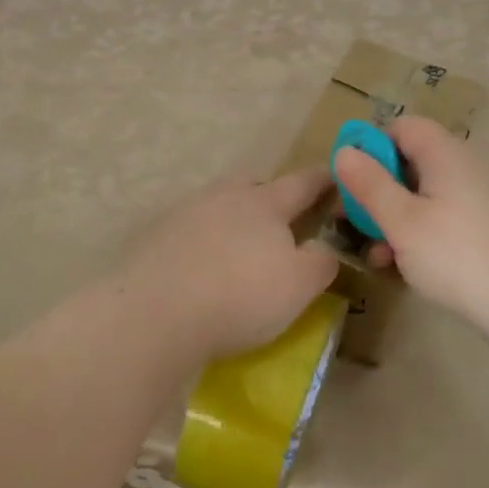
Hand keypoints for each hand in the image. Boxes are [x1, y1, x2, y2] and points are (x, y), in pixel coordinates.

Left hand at [114, 169, 339, 369]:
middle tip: (280, 216)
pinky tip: (201, 267)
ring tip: (238, 247)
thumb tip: (325, 251)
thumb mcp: (299, 286)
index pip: (301, 183)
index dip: (322, 179)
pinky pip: (188, 232)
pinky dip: (201, 243)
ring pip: (217, 206)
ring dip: (231, 219)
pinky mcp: (154, 238)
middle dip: (268, 194)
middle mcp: (223, 197)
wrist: (155, 313)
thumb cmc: (240, 295)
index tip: (334, 173)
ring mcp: (184, 215)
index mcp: (264, 203)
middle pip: (251, 185)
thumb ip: (321, 263)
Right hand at [333, 117, 488, 325]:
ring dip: (395, 215)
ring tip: (376, 252)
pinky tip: (403, 262)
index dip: (371, 146)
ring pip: (425, 192)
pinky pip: (443, 212)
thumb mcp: (401, 221)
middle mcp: (466, 164)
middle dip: (378, 188)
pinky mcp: (488, 222)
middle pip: (412, 160)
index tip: (350, 179)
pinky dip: (419, 229)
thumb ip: (369, 184)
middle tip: (354, 220)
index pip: (402, 127)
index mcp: (445, 153)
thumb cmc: (454, 254)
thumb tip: (343, 151)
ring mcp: (480, 194)